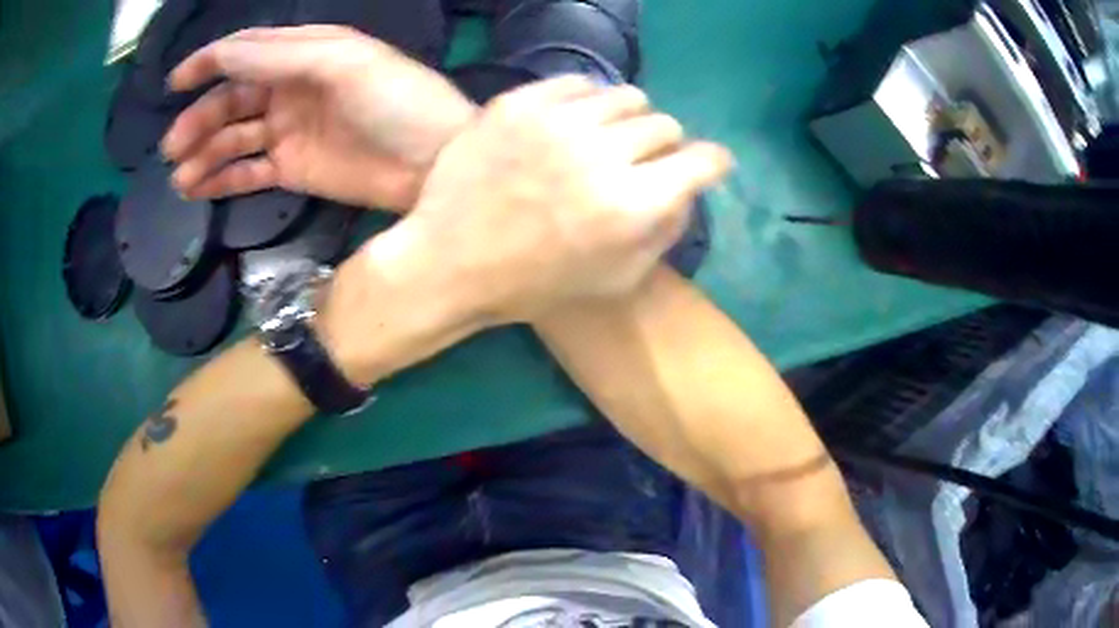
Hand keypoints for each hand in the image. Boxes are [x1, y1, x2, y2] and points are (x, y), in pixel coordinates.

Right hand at [161, 26, 475, 210]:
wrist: (435, 165)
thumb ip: (281, 57)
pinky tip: (198, 189)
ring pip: (235, 138)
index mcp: (306, 53)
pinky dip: (222, 179)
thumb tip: (224, 54)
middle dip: (200, 120)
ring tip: (179, 178)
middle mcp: (292, 88)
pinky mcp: (294, 169)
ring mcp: (291, 130)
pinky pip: (249, 171)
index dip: (209, 63)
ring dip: (204, 154)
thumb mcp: (342, 63)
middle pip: (233, 100)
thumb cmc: (397, 102)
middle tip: (172, 148)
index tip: (174, 84)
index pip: (247, 53)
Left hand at [398, 76, 732, 321]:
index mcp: (631, 206)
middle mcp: (601, 154)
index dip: (712, 162)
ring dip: (627, 118)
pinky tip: (572, 123)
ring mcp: (556, 122)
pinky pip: (577, 83)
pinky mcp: (519, 104)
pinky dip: (586, 102)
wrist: (450, 261)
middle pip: (664, 124)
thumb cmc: (534, 284)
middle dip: (664, 146)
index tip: (707, 165)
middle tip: (642, 161)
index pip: (702, 160)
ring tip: (606, 138)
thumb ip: (665, 230)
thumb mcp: (616, 279)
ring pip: (625, 96)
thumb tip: (689, 188)